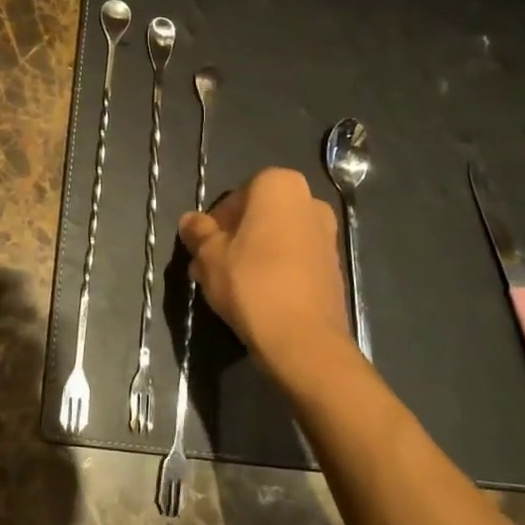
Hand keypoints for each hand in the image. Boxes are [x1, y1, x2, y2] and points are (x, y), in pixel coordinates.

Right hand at [178, 168, 352, 392]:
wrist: (304, 339)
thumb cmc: (251, 283)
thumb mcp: (209, 256)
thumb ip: (198, 232)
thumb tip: (190, 220)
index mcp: (279, 186)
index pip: (235, 197)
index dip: (214, 224)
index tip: (202, 250)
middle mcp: (309, 201)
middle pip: (257, 217)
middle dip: (233, 239)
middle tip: (210, 269)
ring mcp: (327, 234)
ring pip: (276, 239)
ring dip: (252, 255)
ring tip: (229, 287)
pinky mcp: (334, 266)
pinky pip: (294, 259)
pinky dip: (275, 270)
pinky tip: (256, 297)